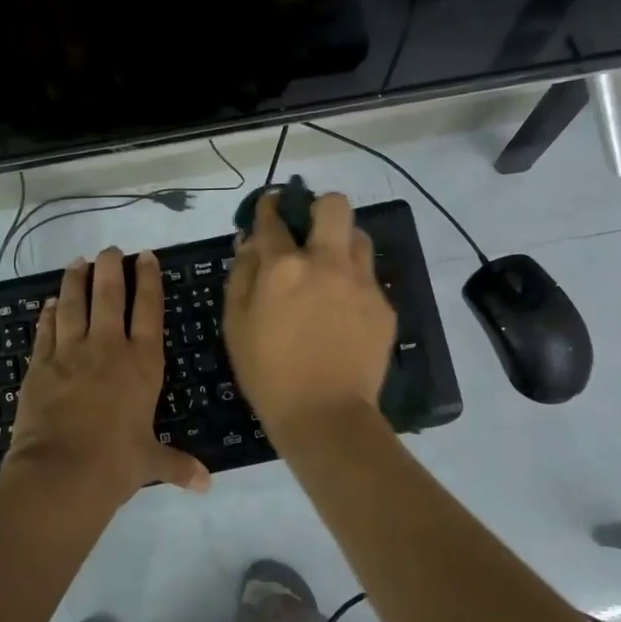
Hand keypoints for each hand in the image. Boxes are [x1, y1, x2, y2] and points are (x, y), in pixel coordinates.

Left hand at [5, 247, 210, 508]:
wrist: (60, 473)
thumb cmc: (116, 464)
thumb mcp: (151, 461)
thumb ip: (178, 464)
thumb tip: (206, 484)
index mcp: (142, 364)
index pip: (149, 311)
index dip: (148, 281)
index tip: (146, 257)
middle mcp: (107, 349)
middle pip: (109, 297)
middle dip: (110, 269)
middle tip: (110, 250)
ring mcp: (69, 354)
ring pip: (73, 305)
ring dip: (75, 281)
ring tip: (77, 263)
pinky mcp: (39, 366)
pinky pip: (45, 331)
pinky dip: (48, 314)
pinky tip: (49, 303)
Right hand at [223, 191, 394, 441]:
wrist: (325, 416)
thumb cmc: (268, 375)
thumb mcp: (236, 326)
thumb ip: (241, 276)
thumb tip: (249, 244)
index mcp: (284, 267)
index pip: (274, 219)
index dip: (269, 208)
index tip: (269, 208)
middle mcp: (327, 263)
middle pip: (334, 205)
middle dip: (319, 208)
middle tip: (309, 232)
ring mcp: (361, 283)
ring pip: (359, 237)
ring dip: (342, 243)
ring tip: (330, 271)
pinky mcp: (383, 306)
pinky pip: (369, 278)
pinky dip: (354, 283)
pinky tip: (344, 312)